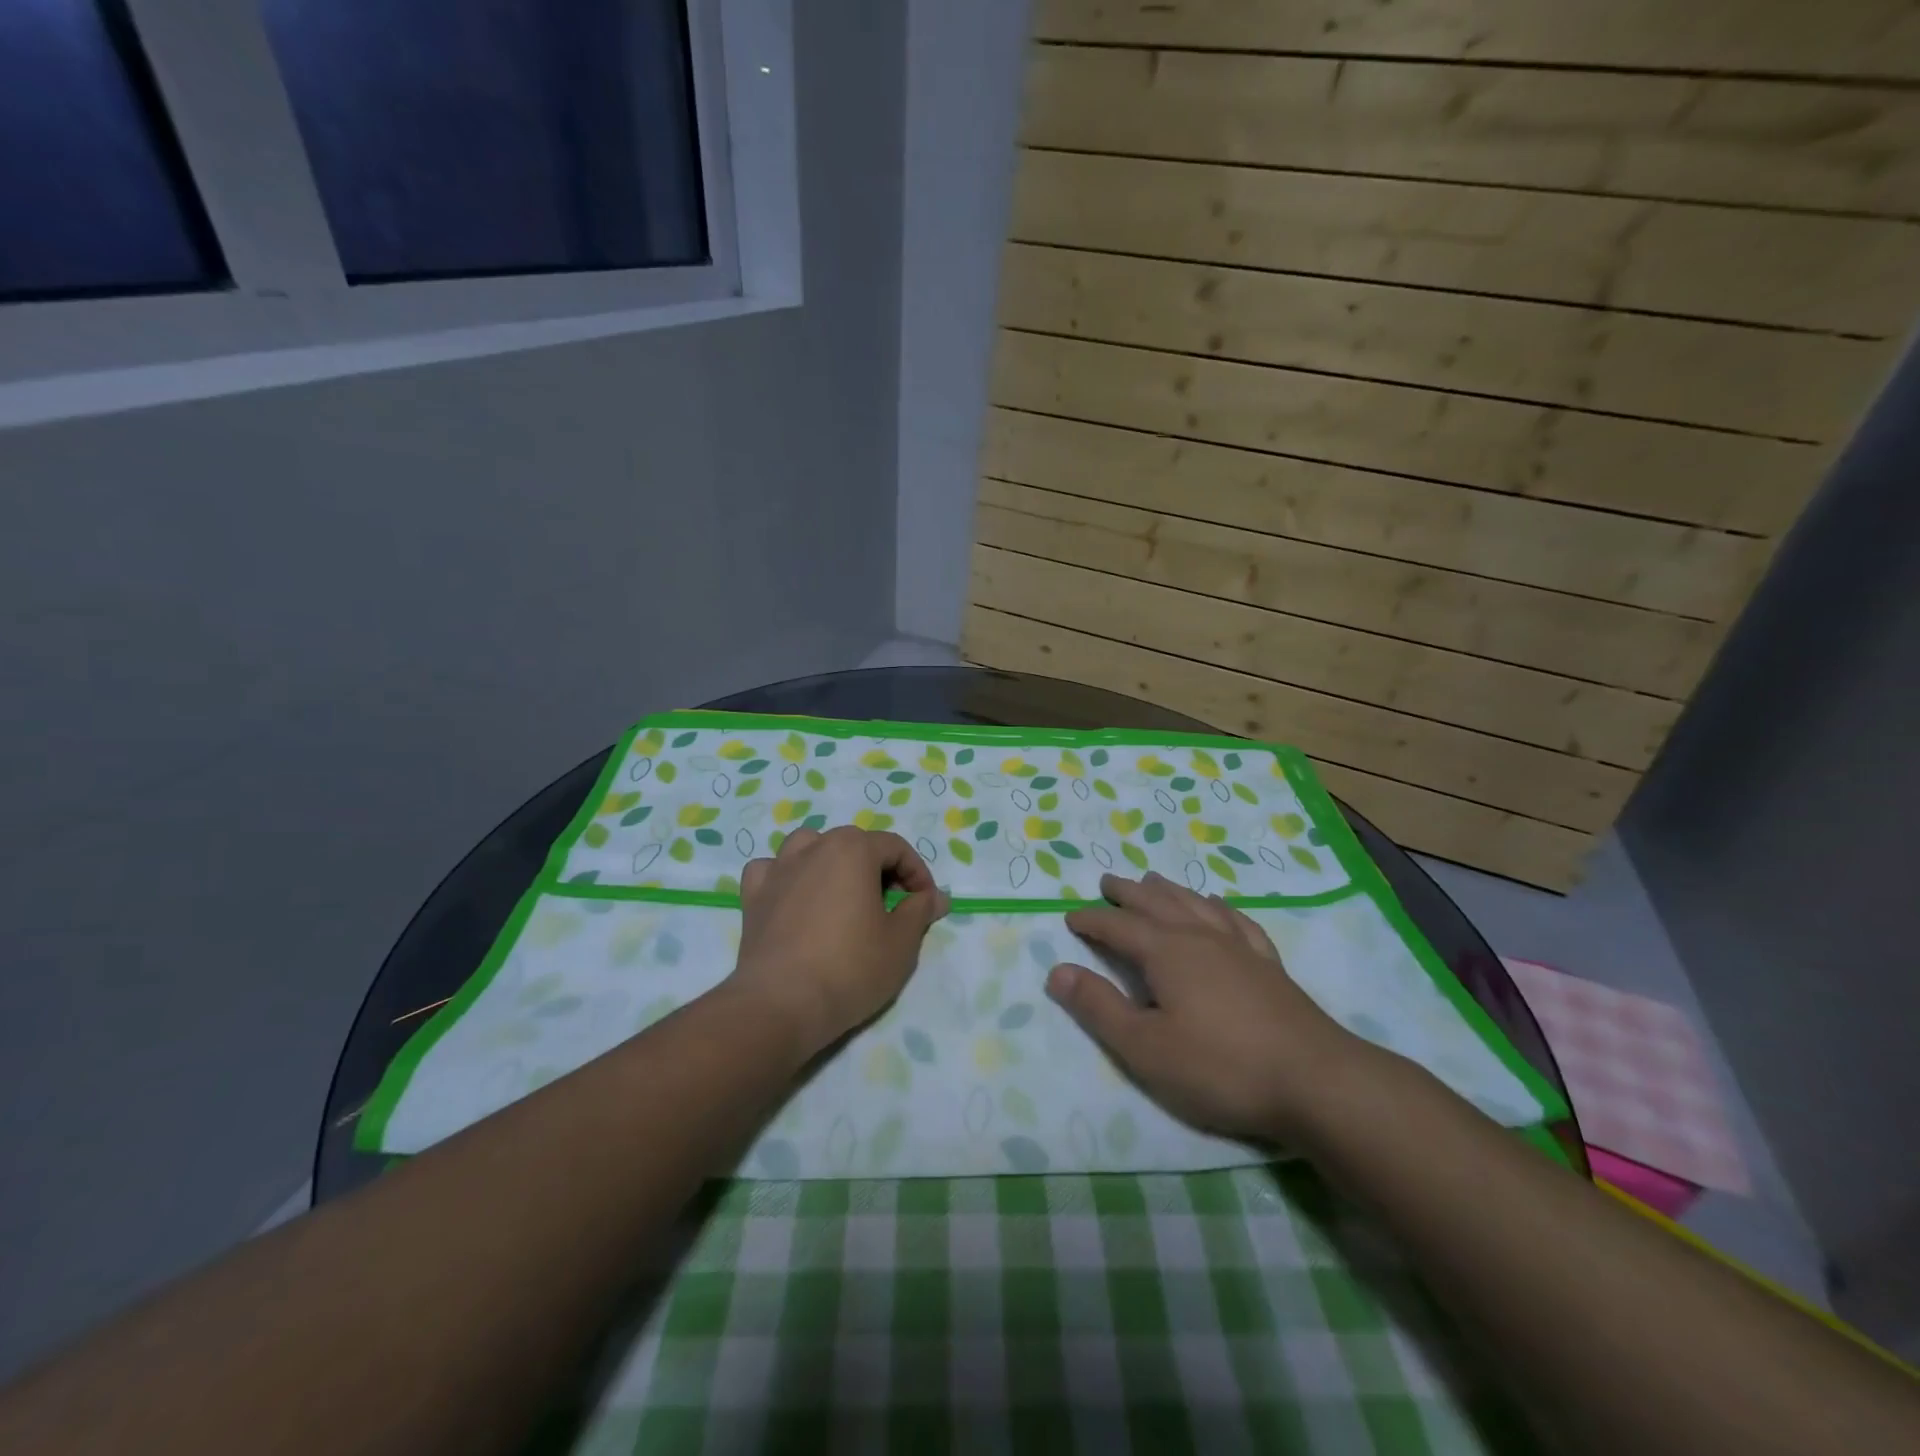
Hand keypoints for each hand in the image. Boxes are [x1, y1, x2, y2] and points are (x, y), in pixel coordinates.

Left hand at [733, 826, 948, 1057]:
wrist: (781, 1004)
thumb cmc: (850, 968)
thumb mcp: (902, 942)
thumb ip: (920, 910)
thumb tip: (934, 896)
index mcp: (853, 849)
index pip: (896, 848)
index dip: (917, 874)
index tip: (925, 905)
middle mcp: (814, 847)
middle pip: (855, 844)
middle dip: (879, 869)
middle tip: (891, 906)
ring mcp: (779, 869)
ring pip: (809, 847)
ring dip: (831, 862)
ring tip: (842, 894)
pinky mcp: (753, 895)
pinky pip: (772, 870)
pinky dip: (787, 877)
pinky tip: (795, 899)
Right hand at [1046, 872, 1375, 1144]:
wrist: (1315, 1081)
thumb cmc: (1220, 1067)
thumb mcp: (1145, 1047)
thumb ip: (1099, 1008)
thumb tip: (1057, 971)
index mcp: (1166, 952)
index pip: (1118, 927)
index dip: (1092, 920)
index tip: (1071, 917)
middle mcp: (1200, 937)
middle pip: (1157, 903)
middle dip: (1128, 893)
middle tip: (1108, 882)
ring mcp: (1239, 947)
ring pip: (1196, 904)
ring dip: (1170, 891)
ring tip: (1154, 881)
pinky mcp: (1269, 965)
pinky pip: (1237, 921)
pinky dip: (1220, 907)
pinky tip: (1219, 906)